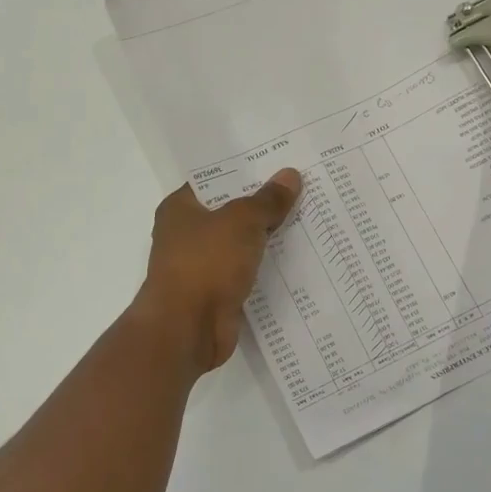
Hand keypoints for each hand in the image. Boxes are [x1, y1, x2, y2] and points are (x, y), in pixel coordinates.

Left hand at [131, 170, 302, 372]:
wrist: (187, 328)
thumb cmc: (205, 263)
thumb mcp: (241, 221)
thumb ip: (267, 200)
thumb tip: (290, 175)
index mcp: (180, 208)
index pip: (215, 180)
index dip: (245, 170)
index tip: (279, 162)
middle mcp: (187, 234)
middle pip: (231, 211)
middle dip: (263, 204)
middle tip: (304, 187)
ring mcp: (201, 266)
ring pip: (241, 244)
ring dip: (268, 237)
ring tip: (310, 218)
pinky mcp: (217, 293)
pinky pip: (247, 272)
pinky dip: (267, 267)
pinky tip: (298, 258)